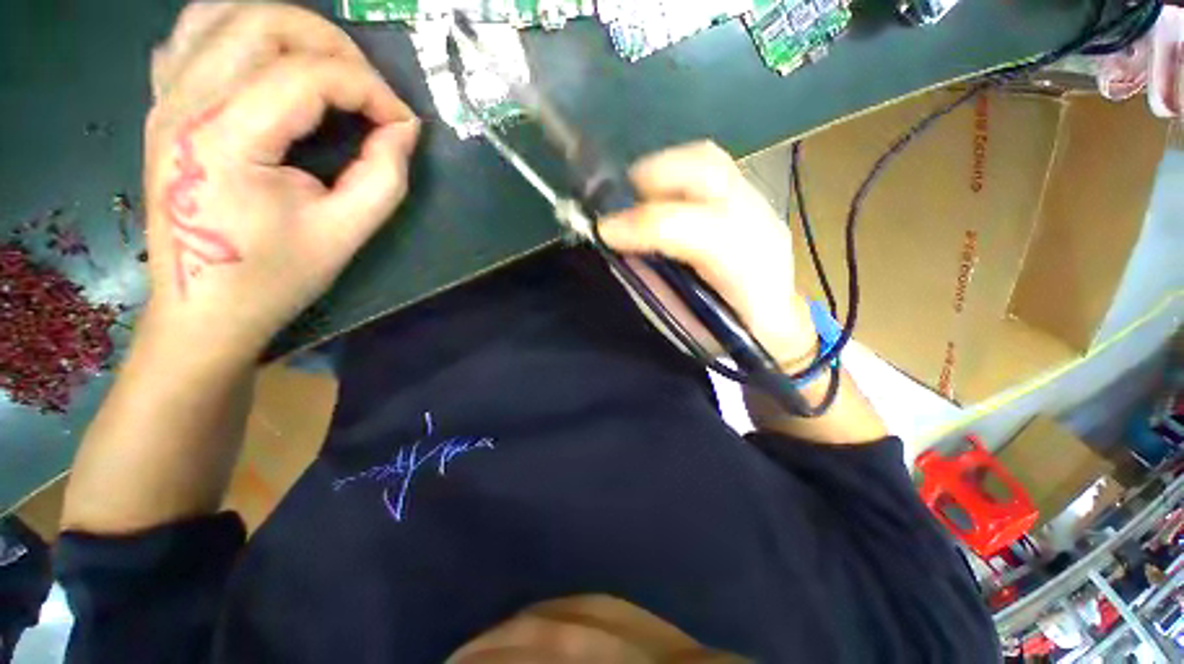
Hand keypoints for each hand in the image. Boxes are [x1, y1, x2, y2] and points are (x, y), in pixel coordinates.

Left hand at [141, 3, 418, 361]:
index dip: (370, 90)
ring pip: (224, 15)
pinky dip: (238, 33)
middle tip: (370, 89)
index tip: (404, 123)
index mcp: (226, 138)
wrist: (203, 310)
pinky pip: (192, 37)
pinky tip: (266, 63)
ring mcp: (166, 99)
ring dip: (287, 30)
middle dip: (333, 45)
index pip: (309, 75)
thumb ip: (384, 175)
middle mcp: (185, 102)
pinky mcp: (163, 108)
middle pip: (263, 23)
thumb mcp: (346, 233)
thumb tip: (403, 129)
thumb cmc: (274, 277)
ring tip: (327, 68)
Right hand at [599, 142, 815, 366]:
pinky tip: (658, 196)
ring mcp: (760, 206)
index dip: (646, 226)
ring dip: (663, 171)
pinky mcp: (750, 198)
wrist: (773, 327)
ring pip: (708, 160)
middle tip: (619, 200)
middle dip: (654, 179)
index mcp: (747, 274)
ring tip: (635, 194)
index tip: (605, 231)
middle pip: (709, 173)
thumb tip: (622, 250)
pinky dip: (675, 175)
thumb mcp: (684, 325)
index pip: (698, 233)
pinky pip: (708, 168)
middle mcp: (760, 227)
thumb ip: (655, 285)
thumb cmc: (725, 336)